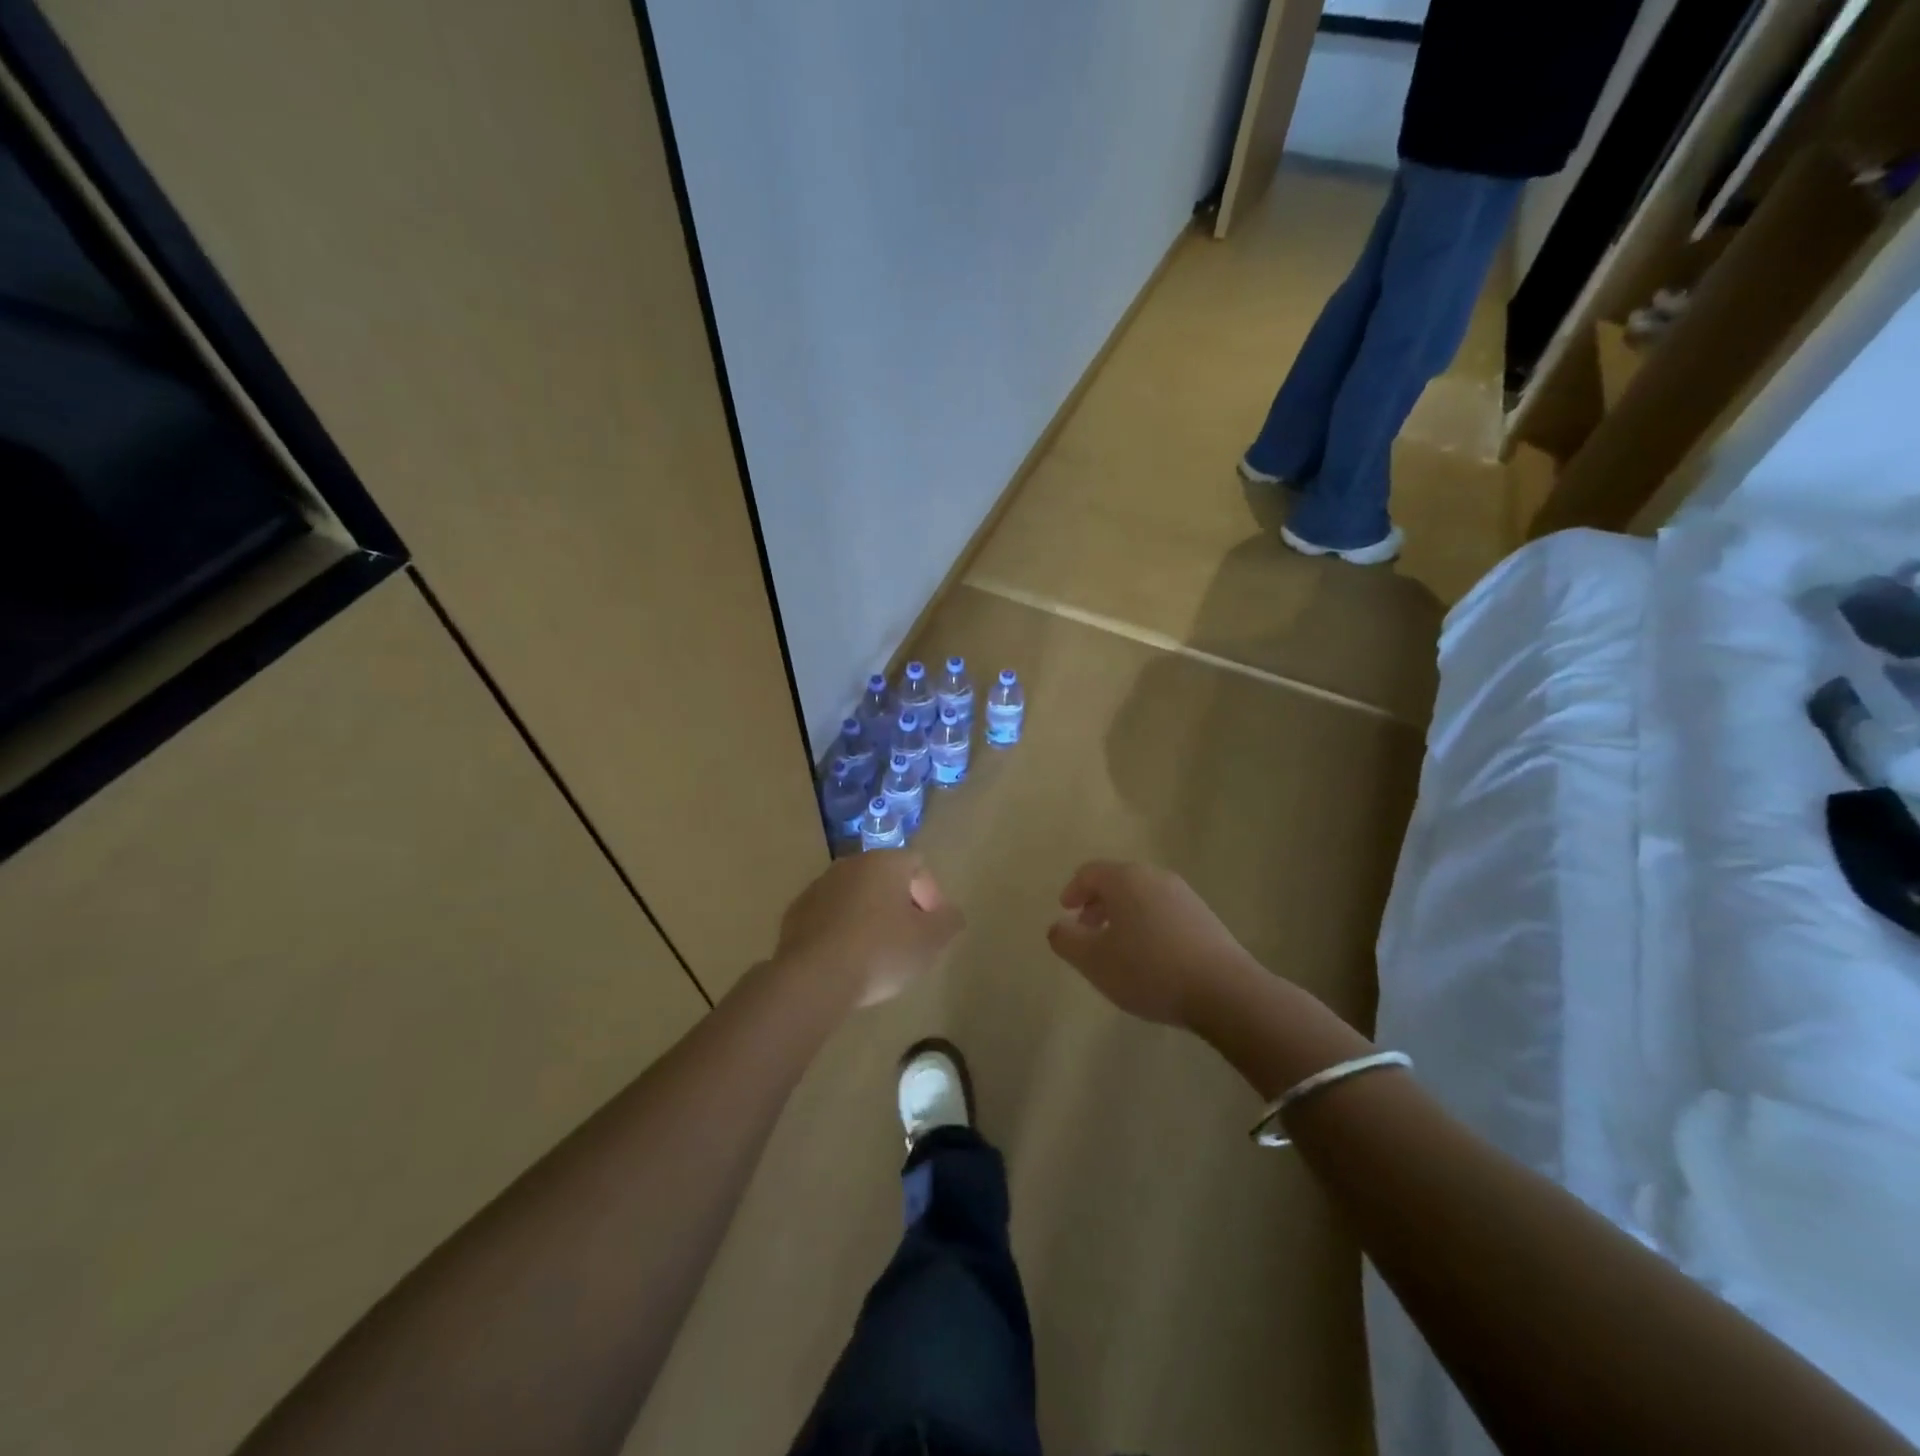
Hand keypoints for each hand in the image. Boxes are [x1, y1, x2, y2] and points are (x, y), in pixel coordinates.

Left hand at [774, 852, 963, 1007]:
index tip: (932, 927)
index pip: (918, 865)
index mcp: (884, 862)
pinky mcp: (796, 912)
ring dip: (869, 916)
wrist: (814, 977)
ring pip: (856, 895)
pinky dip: (842, 929)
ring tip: (876, 953)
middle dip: (900, 904)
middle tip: (908, 939)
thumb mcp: (929, 941)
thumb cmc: (880, 952)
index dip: (931, 895)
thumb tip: (951, 914)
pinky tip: (846, 959)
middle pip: (885, 878)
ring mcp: (819, 886)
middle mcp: (850, 864)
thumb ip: (948, 922)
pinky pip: (830, 914)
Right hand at [1046, 861, 1263, 1027]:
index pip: (1090, 872)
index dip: (1073, 890)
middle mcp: (1155, 877)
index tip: (1065, 911)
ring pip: (1142, 897)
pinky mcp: (1204, 917)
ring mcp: (1184, 895)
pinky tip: (1149, 957)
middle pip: (1118, 881)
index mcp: (1126, 879)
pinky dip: (1146, 924)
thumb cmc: (1148, 969)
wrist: (1223, 990)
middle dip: (1097, 903)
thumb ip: (1066, 939)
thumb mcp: (1093, 960)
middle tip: (1087, 930)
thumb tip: (1058, 926)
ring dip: (1122, 915)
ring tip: (1116, 948)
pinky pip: (1163, 912)